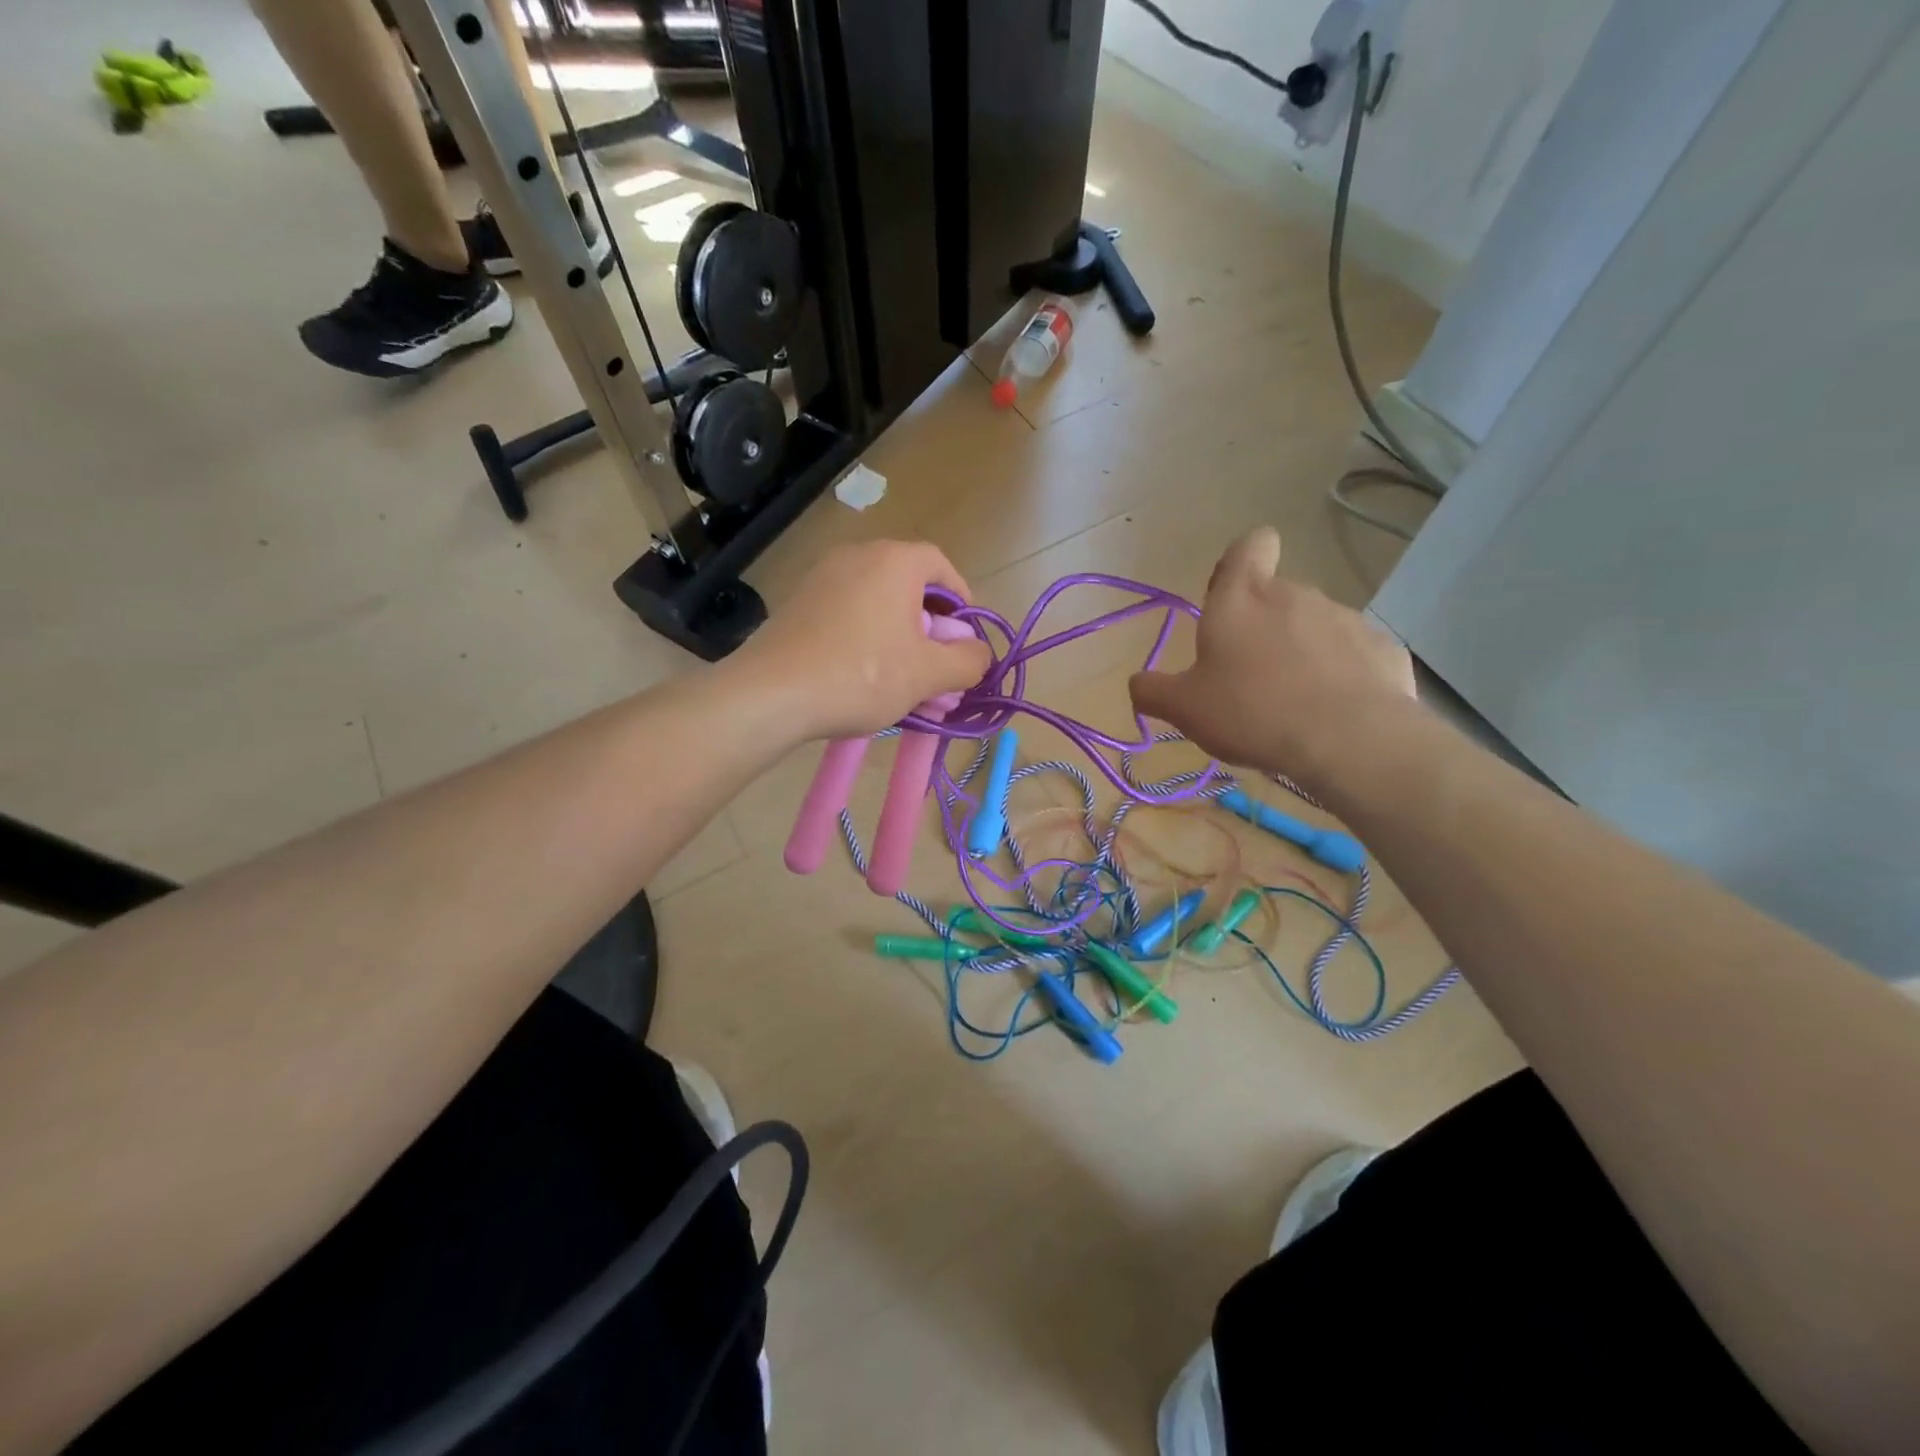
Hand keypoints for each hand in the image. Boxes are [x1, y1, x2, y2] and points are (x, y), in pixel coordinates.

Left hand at [733, 540, 992, 740]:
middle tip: (937, 665)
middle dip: (931, 627)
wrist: (771, 693)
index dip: (962, 601)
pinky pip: (848, 614)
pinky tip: (865, 678)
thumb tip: (980, 654)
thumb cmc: (861, 675)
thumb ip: (967, 661)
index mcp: (895, 561)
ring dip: (900, 637)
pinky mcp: (799, 603)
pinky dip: (867, 639)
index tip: (966, 638)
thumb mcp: (928, 674)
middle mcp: (858, 556)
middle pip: (910, 586)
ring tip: (904, 680)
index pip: (942, 566)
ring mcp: (823, 577)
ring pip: (878, 603)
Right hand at [1129, 527, 1415, 782]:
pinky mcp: (1382, 649)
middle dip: (1262, 627)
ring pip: (1314, 627)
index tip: (1230, 597)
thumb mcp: (1184, 709)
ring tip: (1291, 705)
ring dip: (1300, 653)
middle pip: (1276, 596)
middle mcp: (1295, 595)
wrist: (1348, 739)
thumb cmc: (1251, 711)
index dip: (1240, 562)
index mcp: (1242, 598)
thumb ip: (1152, 691)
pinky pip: (1351, 657)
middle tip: (1248, 678)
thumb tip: (1137, 683)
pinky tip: (1331, 714)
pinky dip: (1339, 677)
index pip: (1249, 545)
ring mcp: (1345, 619)